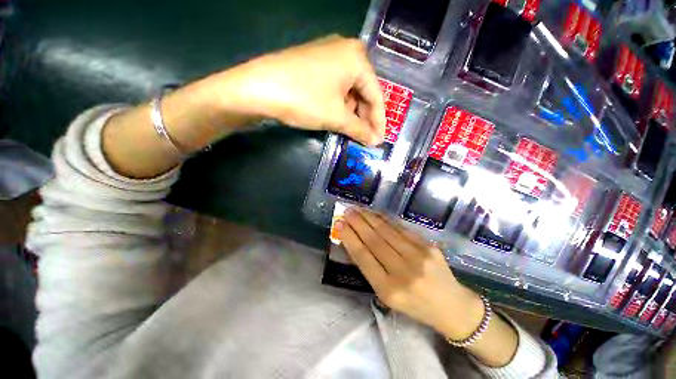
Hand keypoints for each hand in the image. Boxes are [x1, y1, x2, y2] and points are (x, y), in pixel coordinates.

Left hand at [216, 35, 385, 145]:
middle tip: (365, 139)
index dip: (378, 121)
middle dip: (365, 118)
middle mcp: (346, 51)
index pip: (376, 95)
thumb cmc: (304, 99)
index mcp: (357, 58)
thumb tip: (375, 141)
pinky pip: (336, 87)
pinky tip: (338, 118)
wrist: (258, 87)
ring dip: (352, 113)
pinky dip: (340, 105)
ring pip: (350, 90)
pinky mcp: (315, 64)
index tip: (378, 140)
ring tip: (352, 131)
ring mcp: (329, 55)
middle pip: (364, 91)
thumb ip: (359, 129)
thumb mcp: (336, 117)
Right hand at [335, 208, 485, 340]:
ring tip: (358, 209)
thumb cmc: (414, 305)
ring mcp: (418, 257)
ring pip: (387, 231)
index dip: (349, 238)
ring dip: (370, 218)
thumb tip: (355, 241)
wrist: (451, 306)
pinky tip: (376, 213)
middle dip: (357, 223)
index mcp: (389, 290)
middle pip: (374, 241)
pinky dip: (385, 219)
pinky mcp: (428, 246)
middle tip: (346, 211)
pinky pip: (401, 228)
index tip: (339, 224)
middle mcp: (403, 272)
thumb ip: (371, 268)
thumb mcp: (387, 296)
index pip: (363, 257)